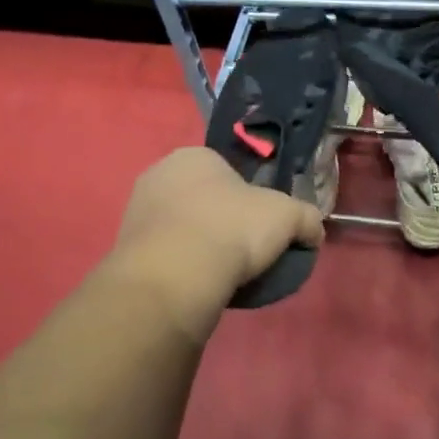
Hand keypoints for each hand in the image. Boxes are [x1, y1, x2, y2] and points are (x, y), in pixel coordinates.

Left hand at [109, 147, 325, 332]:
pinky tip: (194, 283)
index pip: (228, 172)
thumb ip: (306, 218)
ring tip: (219, 273)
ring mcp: (137, 209)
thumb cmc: (231, 229)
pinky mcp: (124, 245)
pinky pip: (163, 251)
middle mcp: (158, 173)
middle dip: (220, 220)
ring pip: (180, 225)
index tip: (260, 227)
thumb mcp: (287, 217)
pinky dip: (179, 264)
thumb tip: (314, 230)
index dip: (249, 200)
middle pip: (202, 197)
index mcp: (194, 155)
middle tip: (242, 251)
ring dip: (198, 243)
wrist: (175, 276)